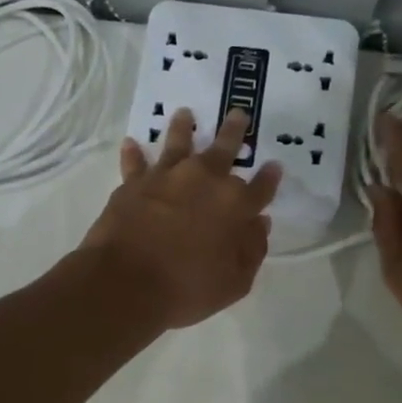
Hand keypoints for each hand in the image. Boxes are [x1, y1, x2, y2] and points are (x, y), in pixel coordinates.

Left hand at [82, 108, 281, 329]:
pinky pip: (135, 163)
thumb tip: (260, 224)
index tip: (274, 166)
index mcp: (235, 205)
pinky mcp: (134, 183)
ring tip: (184, 113)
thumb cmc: (186, 289)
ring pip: (178, 143)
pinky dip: (134, 153)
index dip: (269, 177)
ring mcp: (167, 177)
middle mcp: (204, 181)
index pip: (260, 187)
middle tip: (238, 114)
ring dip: (183, 127)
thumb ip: (252, 250)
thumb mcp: (234, 283)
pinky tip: (131, 143)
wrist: (126, 283)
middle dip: (234, 132)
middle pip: (224, 149)